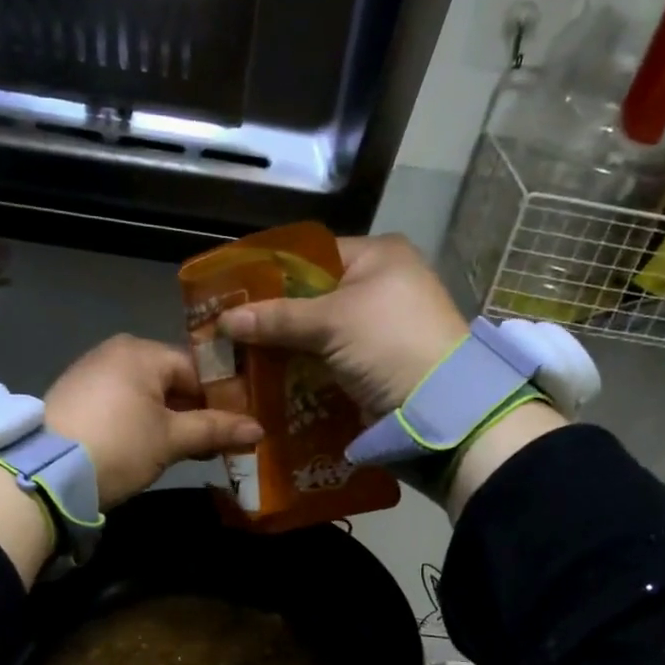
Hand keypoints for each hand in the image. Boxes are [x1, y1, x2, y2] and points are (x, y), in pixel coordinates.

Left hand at [45, 335, 262, 507]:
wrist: (45, 473)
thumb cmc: (119, 445)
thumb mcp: (171, 440)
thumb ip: (215, 429)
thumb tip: (258, 429)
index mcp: (142, 351)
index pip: (197, 369)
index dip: (223, 398)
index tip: (241, 426)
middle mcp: (116, 352)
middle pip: (172, 381)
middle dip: (196, 412)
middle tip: (220, 442)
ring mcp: (92, 373)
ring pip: (147, 394)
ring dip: (171, 421)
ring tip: (191, 450)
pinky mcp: (76, 398)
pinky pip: (123, 404)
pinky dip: (143, 423)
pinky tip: (153, 449)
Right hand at [215, 234, 469, 417]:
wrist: (439, 408)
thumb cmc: (389, 344)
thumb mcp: (332, 322)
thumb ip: (277, 318)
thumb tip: (224, 319)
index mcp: (378, 256)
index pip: (311, 256)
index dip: (271, 274)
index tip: (232, 294)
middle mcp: (379, 285)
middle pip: (311, 296)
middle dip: (273, 316)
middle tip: (230, 331)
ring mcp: (378, 328)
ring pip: (317, 332)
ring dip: (285, 347)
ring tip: (240, 358)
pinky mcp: (374, 364)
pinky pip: (328, 359)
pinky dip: (302, 369)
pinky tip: (269, 378)